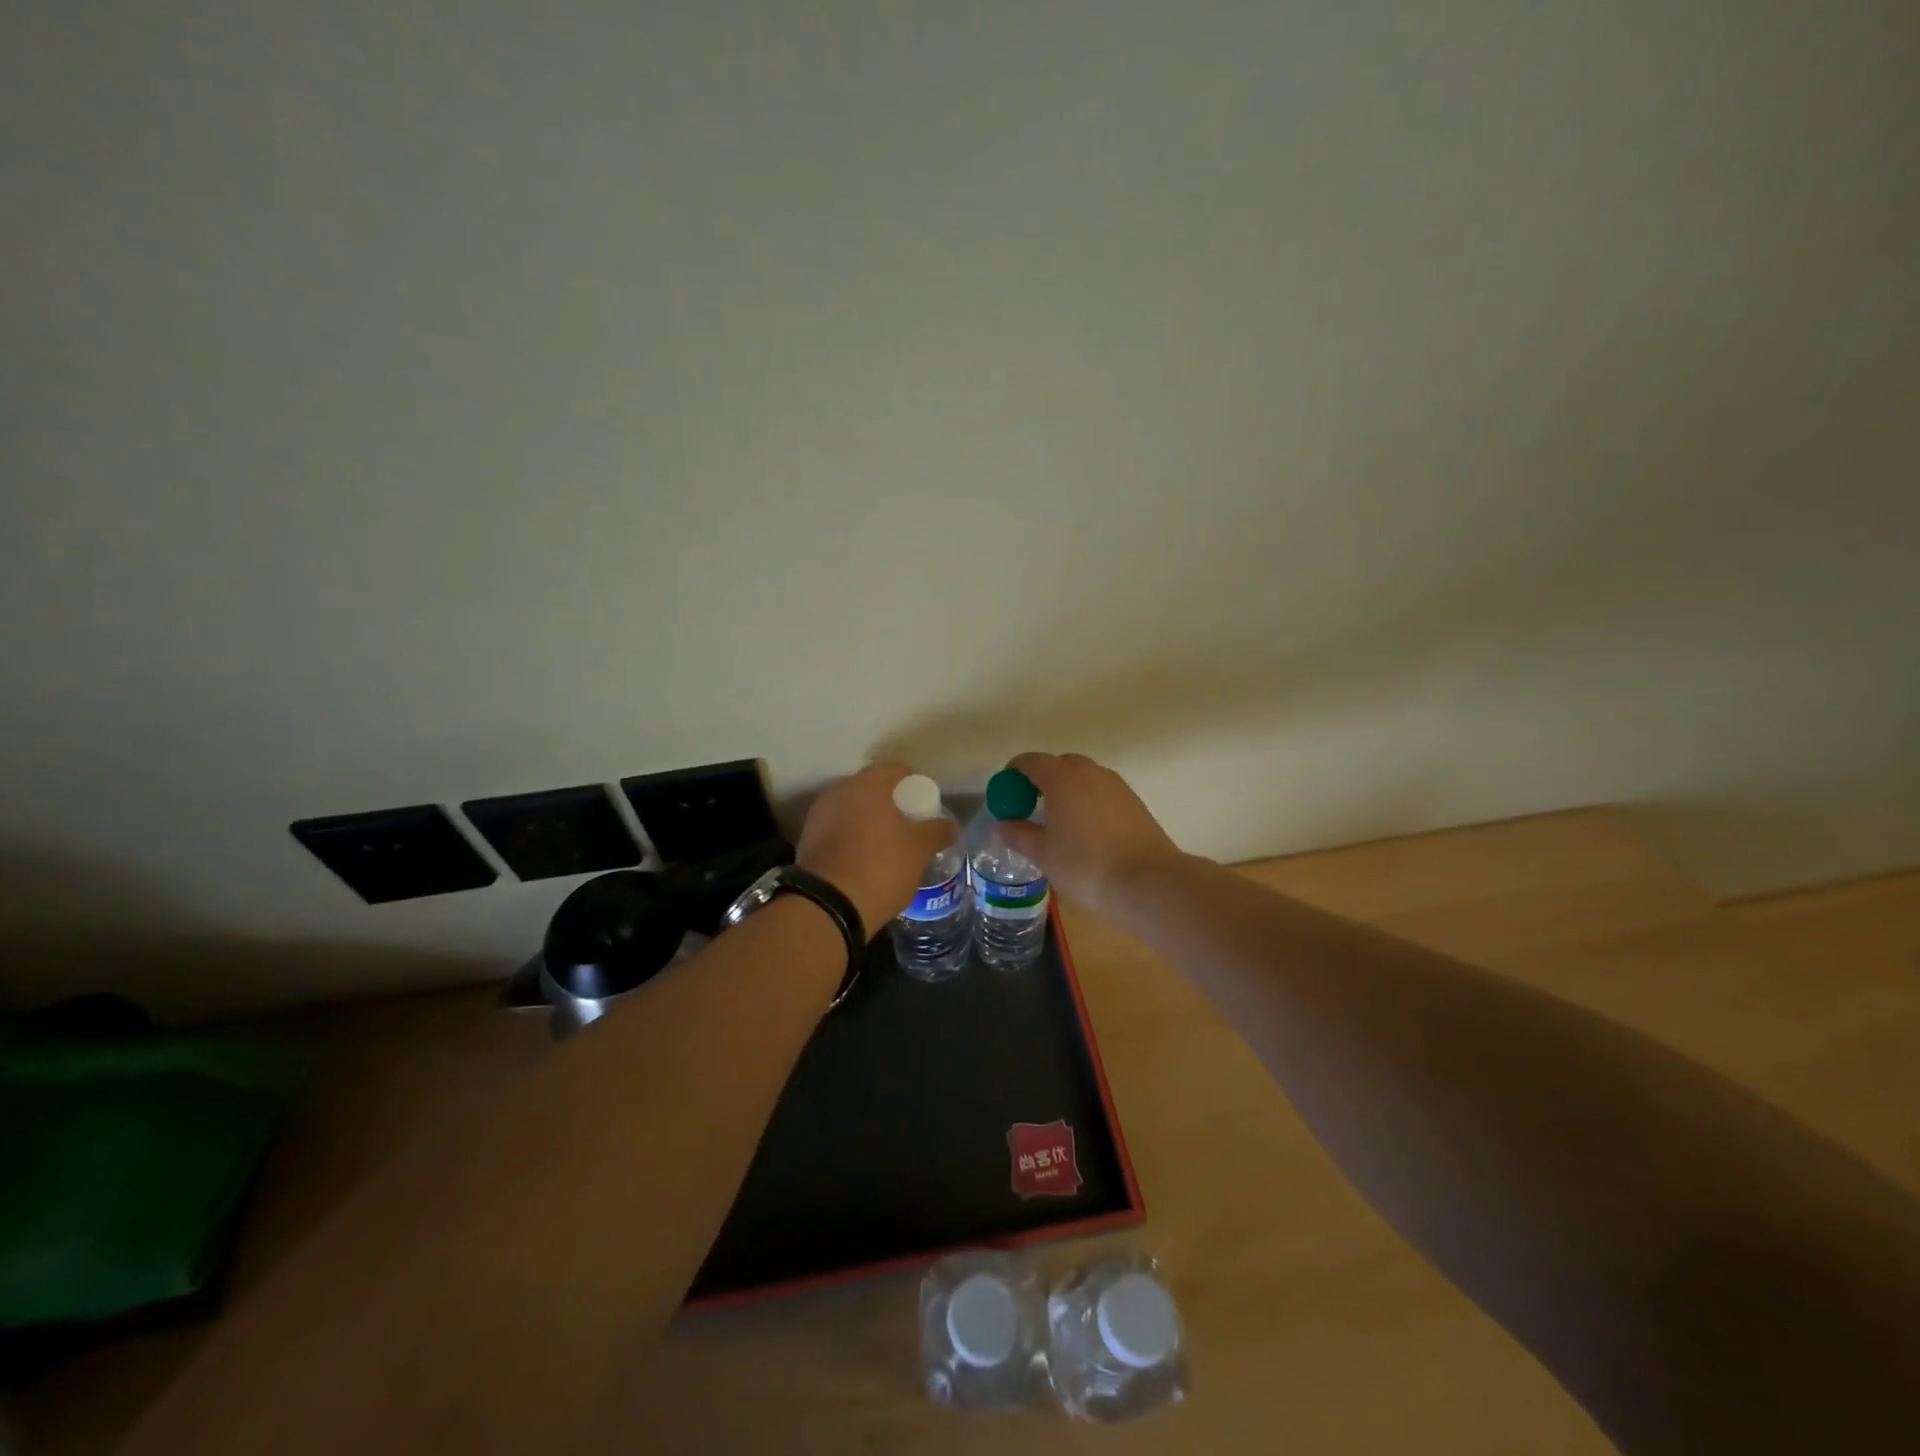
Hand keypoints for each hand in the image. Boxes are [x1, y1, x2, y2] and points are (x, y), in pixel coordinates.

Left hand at [796, 762, 953, 933]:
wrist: (828, 906)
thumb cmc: (881, 867)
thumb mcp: (919, 850)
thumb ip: (937, 831)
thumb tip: (950, 824)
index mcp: (867, 784)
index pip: (897, 771)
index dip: (916, 786)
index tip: (926, 807)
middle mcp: (839, 791)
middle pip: (872, 789)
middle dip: (891, 804)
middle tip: (910, 826)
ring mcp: (819, 815)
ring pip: (853, 810)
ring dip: (870, 821)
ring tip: (888, 845)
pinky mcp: (807, 840)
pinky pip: (838, 830)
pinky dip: (853, 838)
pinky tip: (865, 859)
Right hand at [997, 753, 1186, 915]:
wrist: (1148, 882)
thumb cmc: (1085, 865)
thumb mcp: (1043, 854)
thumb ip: (1018, 835)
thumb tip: (1001, 826)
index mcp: (1062, 777)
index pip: (1030, 762)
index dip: (1012, 774)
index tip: (1005, 795)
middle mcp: (1090, 772)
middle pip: (1059, 765)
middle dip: (1041, 781)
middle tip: (1030, 808)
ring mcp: (1116, 785)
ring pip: (1083, 778)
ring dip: (1067, 791)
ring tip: (1058, 822)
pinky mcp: (1134, 802)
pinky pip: (1101, 792)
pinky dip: (1087, 802)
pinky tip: (1086, 832)